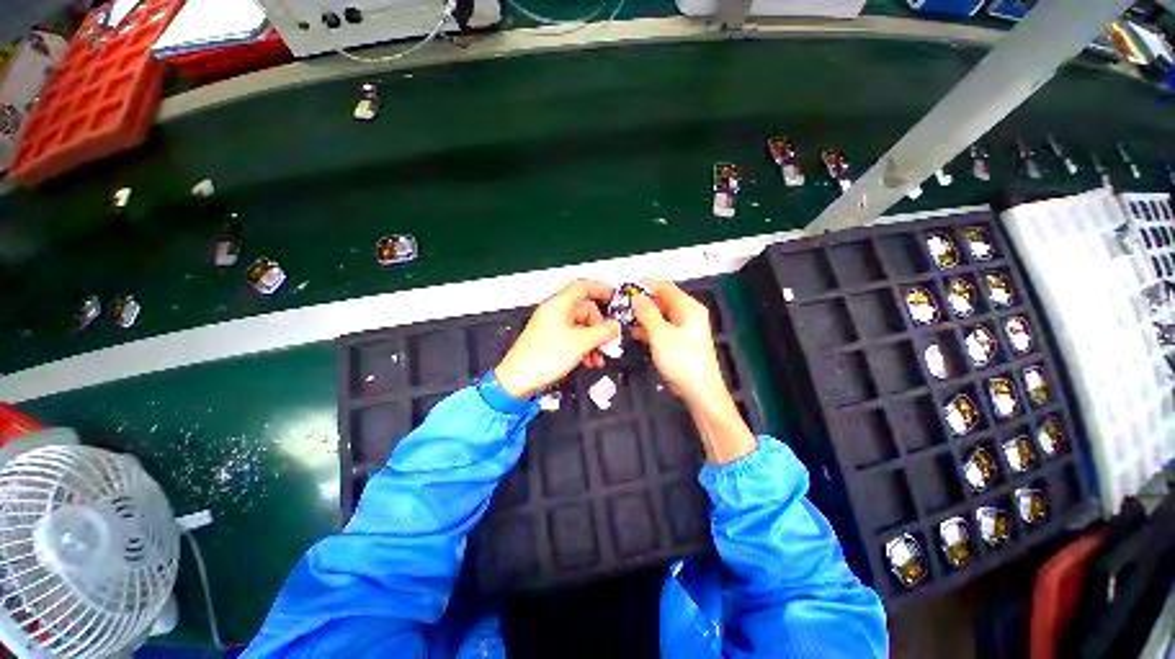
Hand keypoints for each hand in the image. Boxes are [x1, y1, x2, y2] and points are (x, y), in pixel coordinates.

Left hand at [495, 280, 619, 399]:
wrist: (518, 380)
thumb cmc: (543, 358)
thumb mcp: (580, 343)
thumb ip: (602, 332)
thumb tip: (615, 326)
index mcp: (558, 305)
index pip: (582, 287)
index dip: (600, 289)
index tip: (613, 296)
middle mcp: (554, 313)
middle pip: (584, 310)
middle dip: (599, 326)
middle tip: (607, 339)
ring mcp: (551, 327)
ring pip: (580, 327)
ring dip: (593, 340)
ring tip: (599, 356)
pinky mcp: (549, 341)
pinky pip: (573, 338)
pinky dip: (583, 347)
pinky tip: (589, 361)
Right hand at [630, 280, 727, 406]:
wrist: (699, 391)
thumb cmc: (682, 360)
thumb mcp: (661, 334)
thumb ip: (647, 312)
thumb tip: (636, 296)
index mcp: (688, 307)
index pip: (665, 287)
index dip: (645, 286)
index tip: (625, 289)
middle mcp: (687, 314)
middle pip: (661, 301)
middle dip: (641, 302)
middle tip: (620, 305)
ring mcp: (682, 329)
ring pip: (658, 315)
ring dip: (642, 316)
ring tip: (621, 318)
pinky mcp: (676, 342)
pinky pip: (659, 329)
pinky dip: (647, 329)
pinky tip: (631, 332)